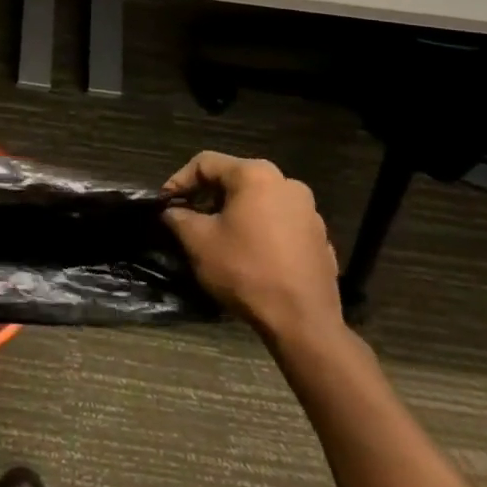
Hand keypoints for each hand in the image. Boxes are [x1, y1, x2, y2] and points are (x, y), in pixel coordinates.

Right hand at [162, 152, 344, 344]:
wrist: (303, 322)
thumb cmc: (246, 271)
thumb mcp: (198, 241)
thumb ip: (178, 217)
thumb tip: (172, 211)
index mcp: (255, 175)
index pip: (206, 163)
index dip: (179, 180)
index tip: (166, 203)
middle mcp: (287, 184)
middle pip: (235, 179)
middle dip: (208, 196)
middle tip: (190, 218)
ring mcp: (309, 211)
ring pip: (260, 200)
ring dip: (235, 212)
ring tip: (219, 236)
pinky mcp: (320, 238)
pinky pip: (281, 223)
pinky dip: (261, 230)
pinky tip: (250, 255)